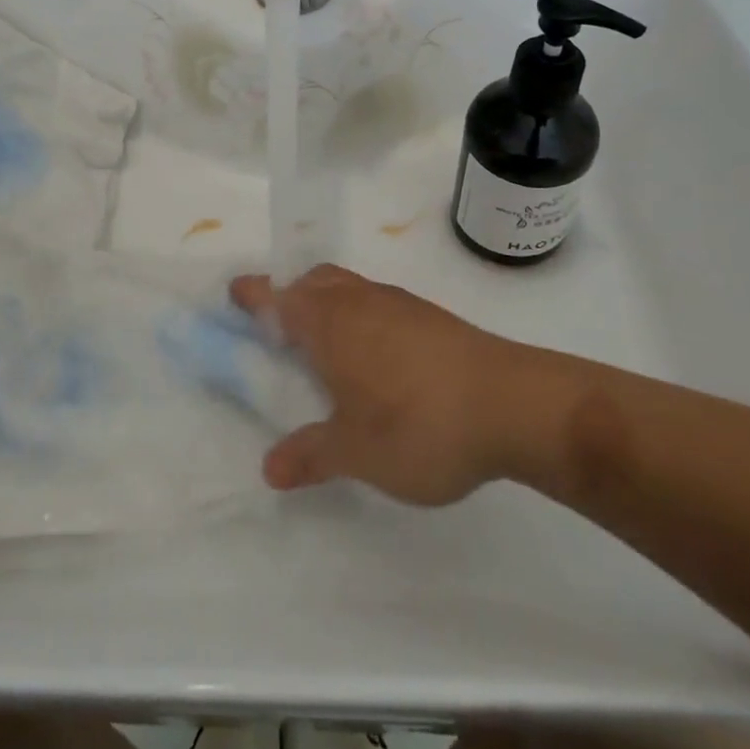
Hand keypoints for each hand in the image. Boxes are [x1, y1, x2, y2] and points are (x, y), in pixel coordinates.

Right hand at [229, 264, 524, 505]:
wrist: (515, 404)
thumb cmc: (420, 425)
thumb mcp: (357, 452)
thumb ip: (311, 455)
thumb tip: (270, 467)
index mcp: (329, 322)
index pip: (278, 297)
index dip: (253, 294)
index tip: (234, 294)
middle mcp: (359, 301)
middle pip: (313, 281)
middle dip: (290, 294)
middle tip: (277, 326)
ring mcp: (398, 304)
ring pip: (348, 288)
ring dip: (327, 302)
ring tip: (324, 344)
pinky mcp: (430, 316)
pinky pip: (377, 302)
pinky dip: (360, 315)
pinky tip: (375, 357)